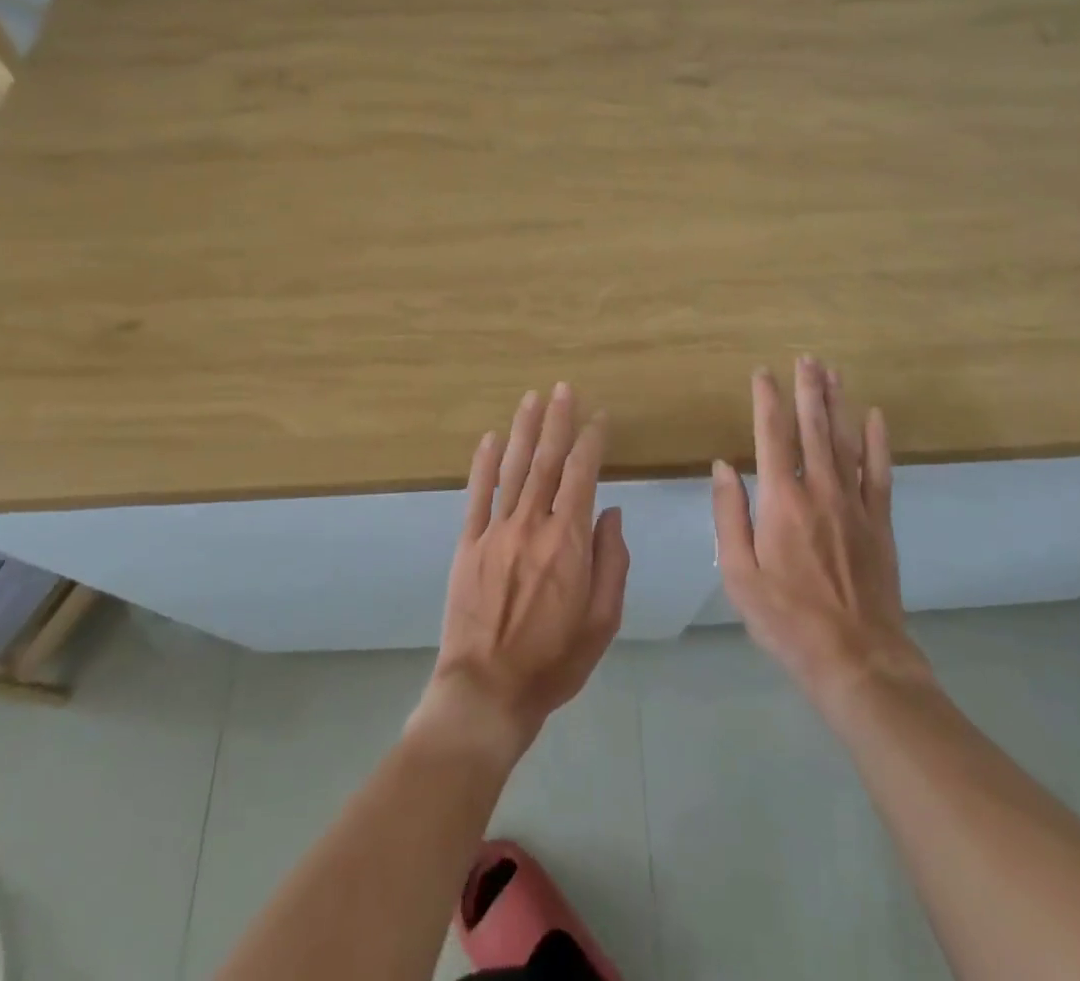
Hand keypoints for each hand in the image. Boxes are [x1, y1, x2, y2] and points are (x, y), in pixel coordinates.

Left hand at [413, 384, 630, 763]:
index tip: (599, 417)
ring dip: (524, 430)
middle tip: (563, 388)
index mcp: (568, 542)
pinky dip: (483, 464)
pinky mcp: (467, 544)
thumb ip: (612, 562)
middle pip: (547, 461)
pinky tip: (490, 438)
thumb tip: (611, 513)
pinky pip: (476, 495)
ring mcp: (495, 532)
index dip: (592, 442)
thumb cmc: (554, 661)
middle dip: (557, 421)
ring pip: (513, 468)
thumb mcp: (602, 621)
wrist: (487, 691)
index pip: (583, 476)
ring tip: (532, 398)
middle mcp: (532, 525)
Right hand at [712, 357, 927, 718]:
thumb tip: (722, 466)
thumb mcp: (739, 574)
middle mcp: (820, 492)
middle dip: (808, 390)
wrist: (857, 660)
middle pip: (813, 429)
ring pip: (846, 441)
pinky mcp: (880, 523)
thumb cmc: (787, 619)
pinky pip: (881, 472)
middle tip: (807, 358)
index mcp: (782, 502)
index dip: (768, 401)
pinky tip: (875, 417)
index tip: (763, 373)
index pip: (772, 437)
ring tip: (833, 372)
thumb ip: (729, 516)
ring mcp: (855, 505)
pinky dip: (878, 442)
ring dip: (838, 404)